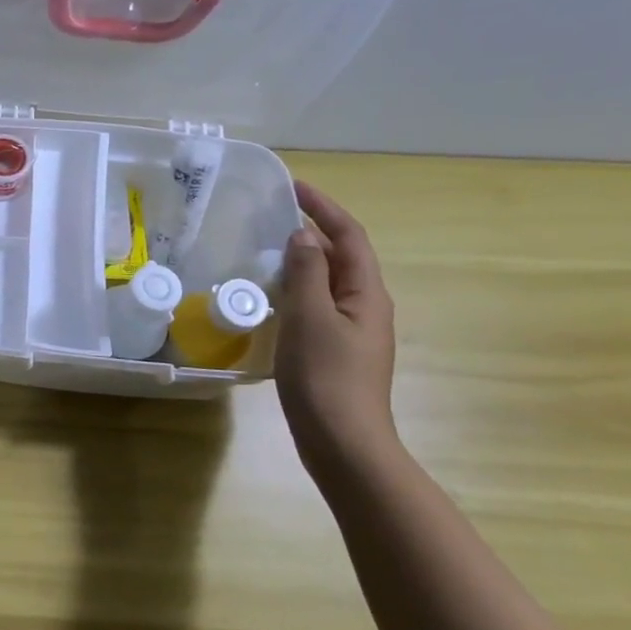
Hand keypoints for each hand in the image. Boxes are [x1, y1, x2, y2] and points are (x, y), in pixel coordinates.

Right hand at [274, 182, 398, 467]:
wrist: (343, 442)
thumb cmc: (326, 377)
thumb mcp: (310, 318)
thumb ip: (306, 273)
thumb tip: (303, 235)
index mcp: (366, 294)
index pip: (349, 237)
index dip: (324, 208)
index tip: (292, 186)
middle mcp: (366, 307)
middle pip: (341, 257)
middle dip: (312, 231)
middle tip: (270, 215)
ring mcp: (352, 331)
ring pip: (328, 282)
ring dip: (302, 260)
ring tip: (264, 249)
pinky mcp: (335, 350)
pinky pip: (316, 305)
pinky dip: (296, 289)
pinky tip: (270, 296)